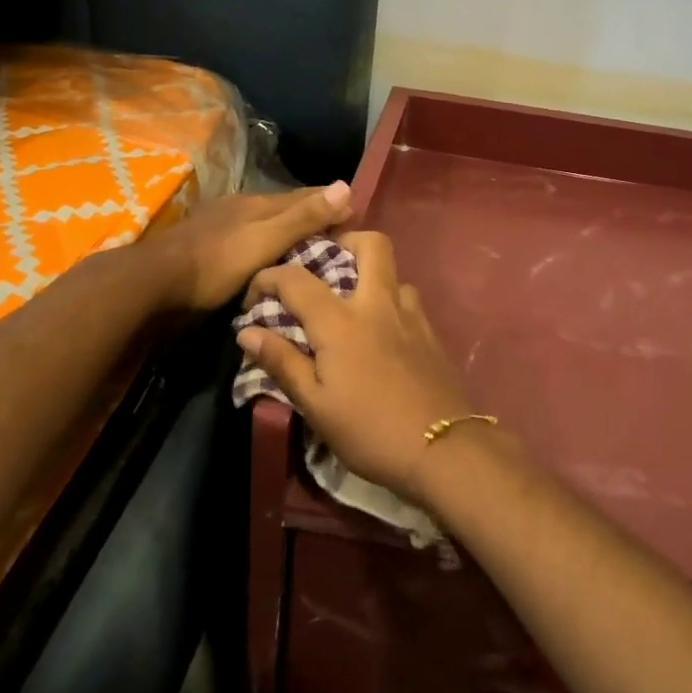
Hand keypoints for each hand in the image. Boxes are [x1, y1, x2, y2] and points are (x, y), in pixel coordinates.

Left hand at [157, 182, 351, 311]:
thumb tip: (347, 186)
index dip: (332, 203)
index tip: (358, 215)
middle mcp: (242, 209)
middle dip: (313, 219)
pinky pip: (251, 245)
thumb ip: (303, 217)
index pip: (306, 196)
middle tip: (342, 240)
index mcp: (258, 203)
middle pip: (286, 210)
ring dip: (290, 236)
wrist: (155, 284)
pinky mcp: (210, 250)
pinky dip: (269, 251)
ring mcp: (223, 228)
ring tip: (314, 254)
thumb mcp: (265, 239)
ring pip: (267, 227)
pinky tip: (273, 265)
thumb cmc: (216, 262)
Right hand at [237, 231, 475, 498]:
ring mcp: (411, 316)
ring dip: (371, 277)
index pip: (296, 279)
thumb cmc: (369, 431)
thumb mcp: (315, 404)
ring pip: (394, 273)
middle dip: (344, 241)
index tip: (254, 298)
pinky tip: (381, 335)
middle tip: (324, 266)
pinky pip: (409, 302)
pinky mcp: (432, 334)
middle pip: (371, 244)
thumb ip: (282, 362)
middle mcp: (378, 304)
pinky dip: (390, 304)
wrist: (443, 451)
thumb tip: (247, 331)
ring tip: (353, 307)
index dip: (268, 278)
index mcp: (341, 321)